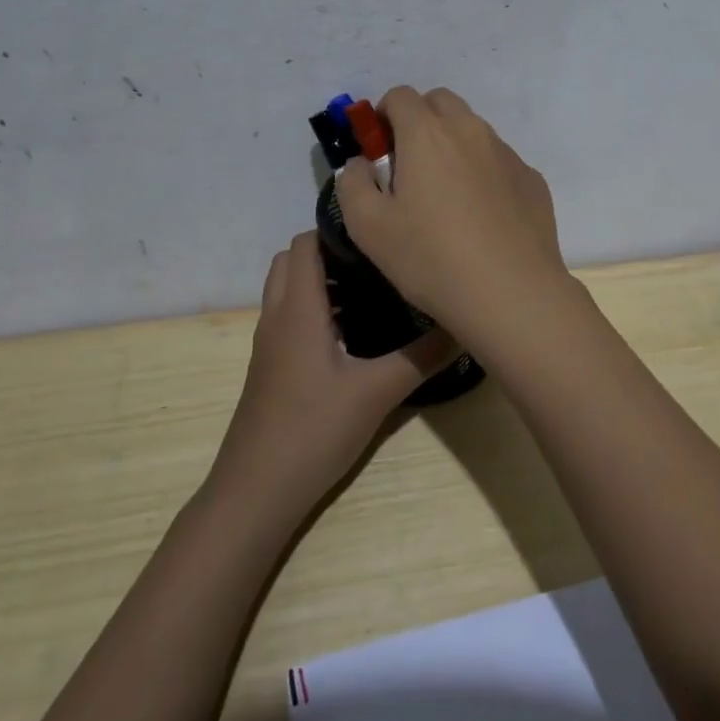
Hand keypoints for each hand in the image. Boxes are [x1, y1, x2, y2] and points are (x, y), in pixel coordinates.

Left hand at [211, 231, 453, 521]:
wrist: (255, 492)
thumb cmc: (313, 430)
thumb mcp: (378, 392)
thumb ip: (422, 356)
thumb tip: (464, 326)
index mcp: (299, 308)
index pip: (305, 243)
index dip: (336, 228)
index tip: (378, 230)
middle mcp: (278, 316)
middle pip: (292, 261)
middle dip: (330, 251)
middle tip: (377, 259)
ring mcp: (270, 344)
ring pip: (289, 290)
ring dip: (323, 281)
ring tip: (373, 290)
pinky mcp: (271, 367)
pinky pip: (291, 317)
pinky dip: (316, 309)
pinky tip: (354, 334)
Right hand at [334, 86, 566, 339]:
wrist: (512, 293)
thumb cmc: (431, 258)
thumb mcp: (368, 227)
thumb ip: (352, 183)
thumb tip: (361, 164)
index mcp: (427, 134)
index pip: (400, 96)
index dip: (382, 116)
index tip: (378, 151)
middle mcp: (471, 131)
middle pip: (441, 102)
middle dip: (420, 120)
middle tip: (409, 166)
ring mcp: (507, 153)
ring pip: (473, 130)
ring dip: (453, 145)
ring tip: (446, 196)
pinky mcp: (532, 179)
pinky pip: (499, 161)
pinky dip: (484, 172)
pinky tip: (482, 217)